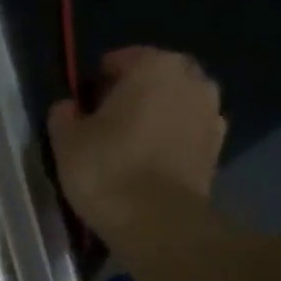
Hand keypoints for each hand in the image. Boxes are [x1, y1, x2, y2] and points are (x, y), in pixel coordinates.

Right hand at [47, 47, 226, 242]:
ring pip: (173, 107)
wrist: (156, 220)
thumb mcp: (66, 141)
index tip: (82, 106)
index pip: (121, 60)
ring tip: (127, 148)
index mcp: (154, 66)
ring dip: (154, 119)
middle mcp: (192, 80)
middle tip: (104, 125)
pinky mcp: (216, 150)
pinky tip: (147, 166)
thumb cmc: (106, 169)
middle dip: (132, 96)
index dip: (97, 81)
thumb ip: (64, 115)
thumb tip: (69, 107)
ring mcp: (211, 115)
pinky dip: (169, 143)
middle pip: (154, 80)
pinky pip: (185, 136)